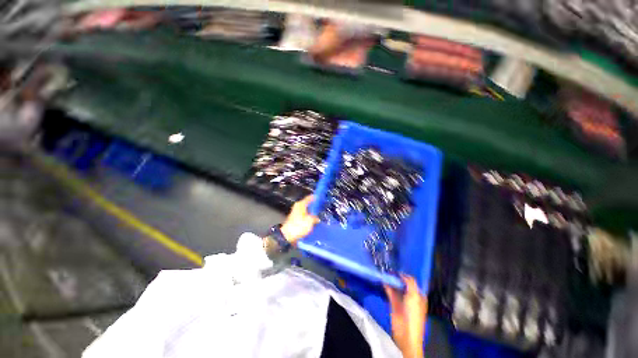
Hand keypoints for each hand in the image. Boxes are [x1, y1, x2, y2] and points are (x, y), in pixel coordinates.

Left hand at [280, 196, 319, 243]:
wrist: (287, 236)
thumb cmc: (298, 226)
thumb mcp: (310, 221)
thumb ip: (315, 218)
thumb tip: (317, 218)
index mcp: (301, 204)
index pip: (309, 197)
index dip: (315, 197)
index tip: (321, 197)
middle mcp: (298, 207)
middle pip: (307, 204)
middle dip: (314, 205)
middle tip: (321, 206)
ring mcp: (295, 213)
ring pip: (306, 210)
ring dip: (311, 212)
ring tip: (318, 214)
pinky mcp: (295, 219)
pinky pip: (304, 216)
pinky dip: (308, 217)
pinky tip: (313, 221)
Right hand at [384, 275, 427, 357]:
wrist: (405, 333)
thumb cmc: (413, 314)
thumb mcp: (414, 296)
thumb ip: (410, 283)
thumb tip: (402, 274)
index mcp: (419, 295)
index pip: (412, 281)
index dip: (406, 274)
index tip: (398, 267)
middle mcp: (410, 296)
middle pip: (403, 283)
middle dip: (397, 276)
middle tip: (390, 267)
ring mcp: (402, 300)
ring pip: (396, 287)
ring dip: (391, 280)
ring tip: (385, 271)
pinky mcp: (393, 303)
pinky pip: (390, 292)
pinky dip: (386, 285)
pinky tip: (382, 279)